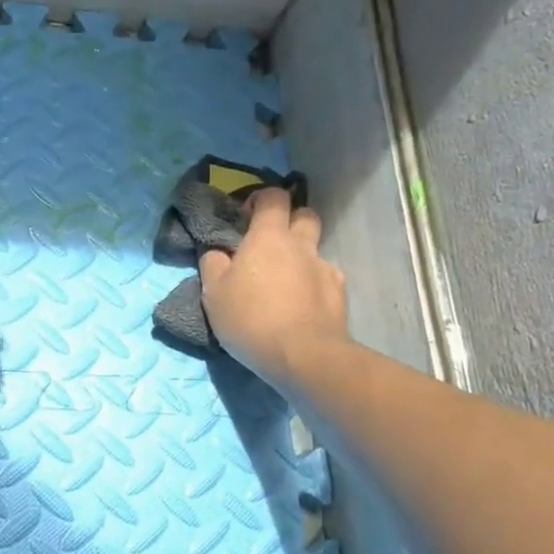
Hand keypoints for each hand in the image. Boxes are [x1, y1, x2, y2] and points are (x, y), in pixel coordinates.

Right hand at [198, 187, 346, 386]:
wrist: (302, 356)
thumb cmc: (250, 318)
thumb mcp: (213, 293)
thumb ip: (213, 264)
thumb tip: (218, 251)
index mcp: (268, 237)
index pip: (273, 197)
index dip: (262, 199)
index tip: (248, 215)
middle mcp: (301, 245)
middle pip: (305, 214)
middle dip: (291, 220)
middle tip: (272, 243)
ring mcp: (325, 268)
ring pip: (316, 250)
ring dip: (302, 257)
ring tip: (286, 284)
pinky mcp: (340, 294)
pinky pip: (326, 279)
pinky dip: (314, 286)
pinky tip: (302, 307)